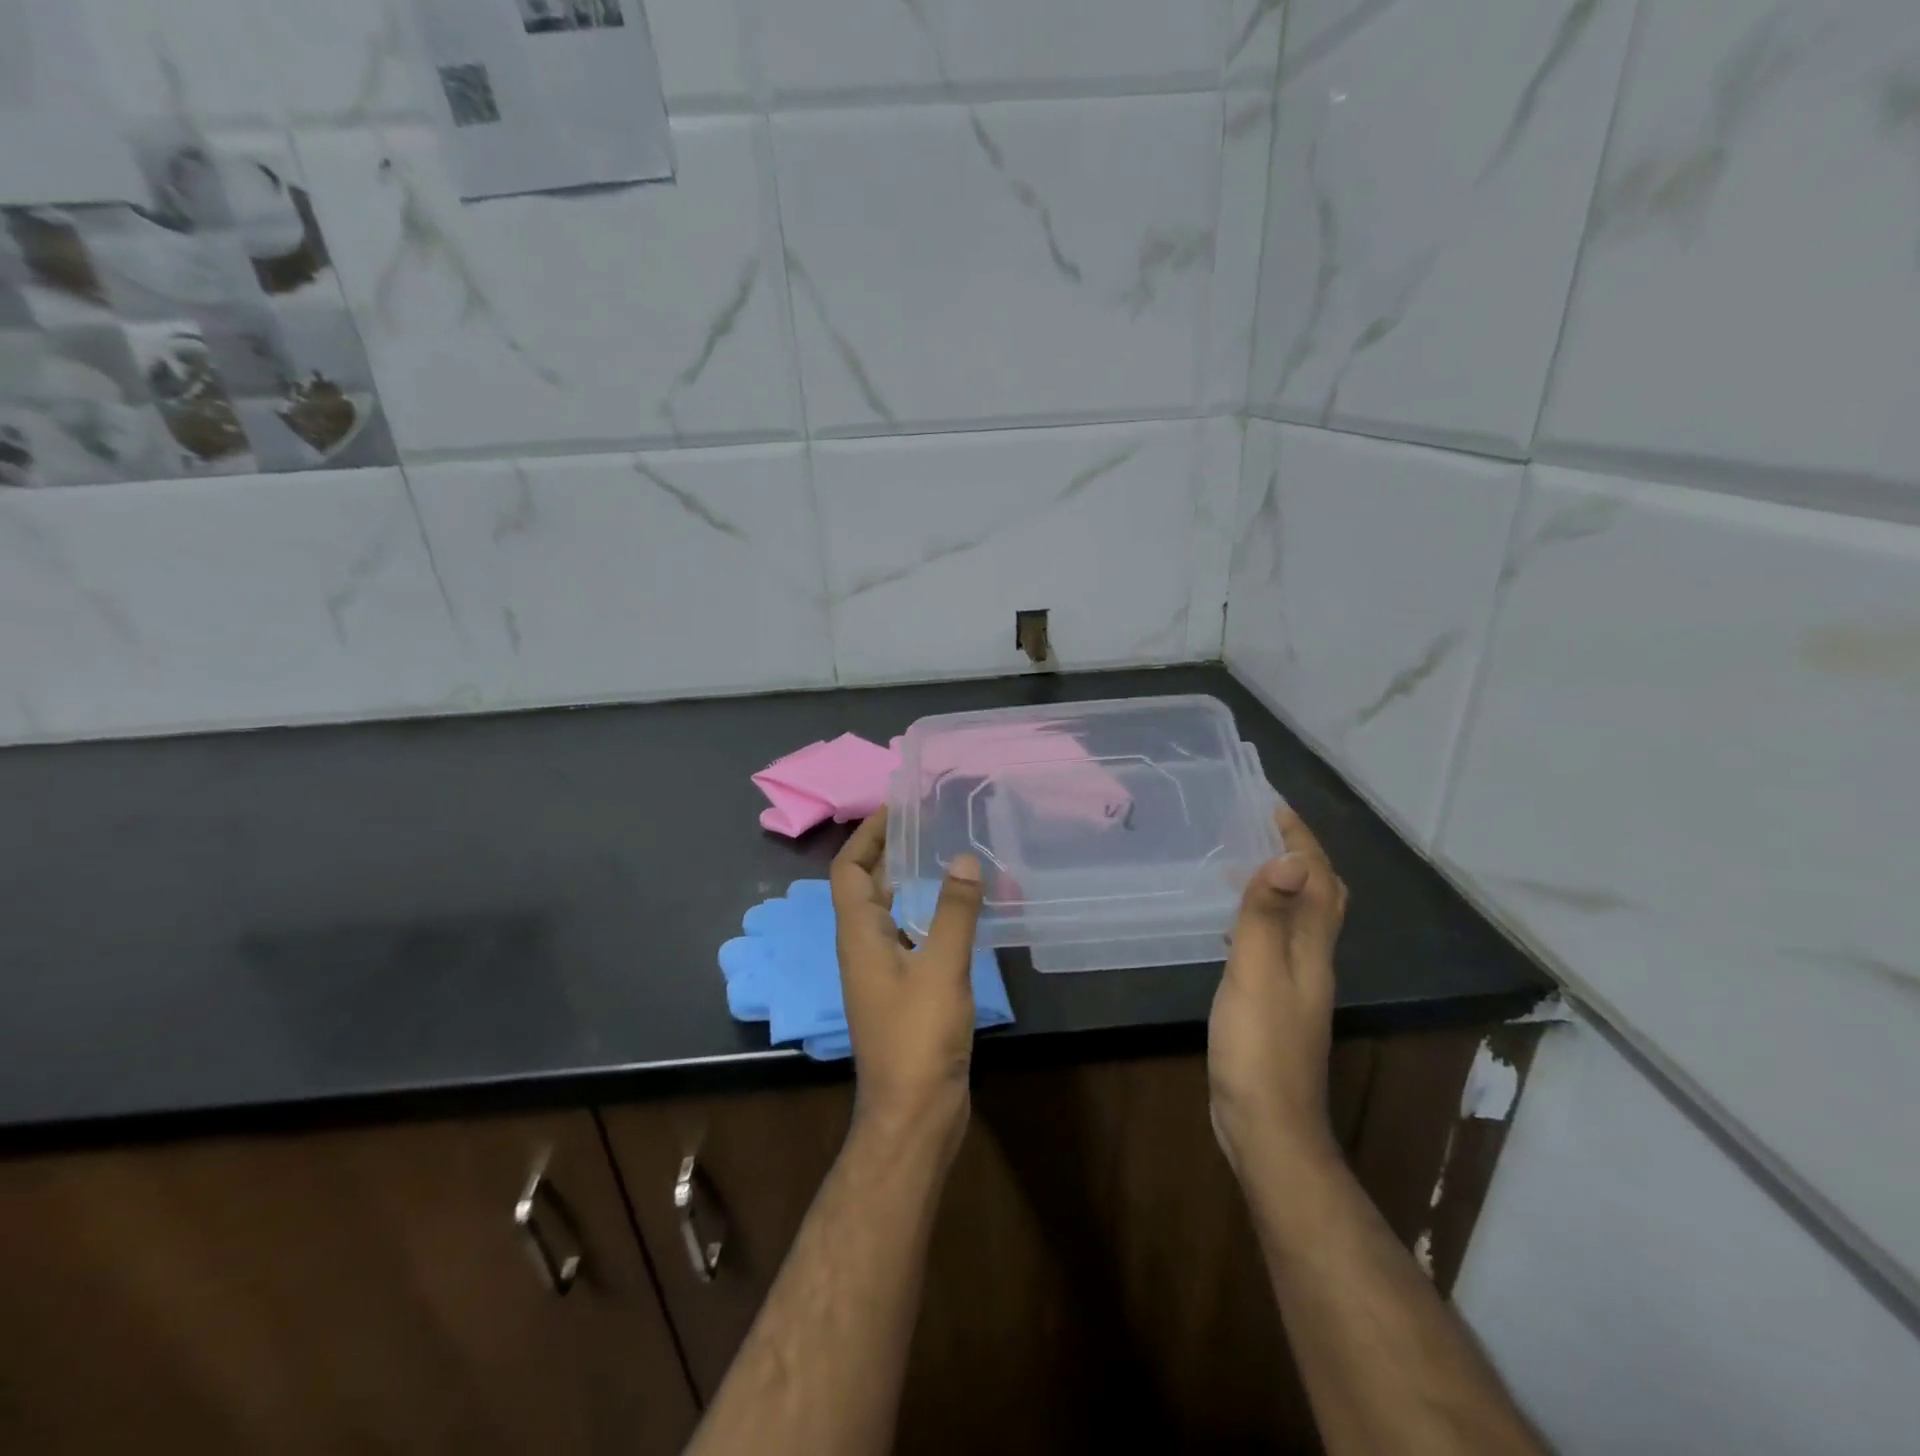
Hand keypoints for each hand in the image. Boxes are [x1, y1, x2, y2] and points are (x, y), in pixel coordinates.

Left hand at [830, 810, 984, 1159]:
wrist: (913, 1113)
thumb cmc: (919, 1037)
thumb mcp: (942, 968)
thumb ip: (953, 912)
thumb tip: (962, 858)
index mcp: (859, 935)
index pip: (849, 870)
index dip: (866, 835)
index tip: (895, 807)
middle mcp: (862, 947)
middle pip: (866, 886)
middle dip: (888, 851)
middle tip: (925, 823)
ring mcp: (880, 972)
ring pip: (888, 912)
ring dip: (907, 882)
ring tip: (943, 855)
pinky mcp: (901, 992)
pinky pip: (907, 936)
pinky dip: (925, 914)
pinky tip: (956, 912)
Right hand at [1208, 804, 1349, 1179]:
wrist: (1266, 1125)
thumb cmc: (1258, 1046)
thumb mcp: (1256, 973)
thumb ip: (1268, 917)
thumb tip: (1291, 857)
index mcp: (1313, 950)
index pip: (1318, 881)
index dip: (1302, 841)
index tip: (1274, 806)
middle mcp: (1312, 961)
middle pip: (1321, 899)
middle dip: (1302, 857)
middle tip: (1266, 828)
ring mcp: (1295, 985)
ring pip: (1300, 921)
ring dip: (1284, 884)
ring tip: (1249, 861)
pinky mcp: (1273, 1003)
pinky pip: (1276, 943)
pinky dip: (1264, 918)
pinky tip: (1235, 924)